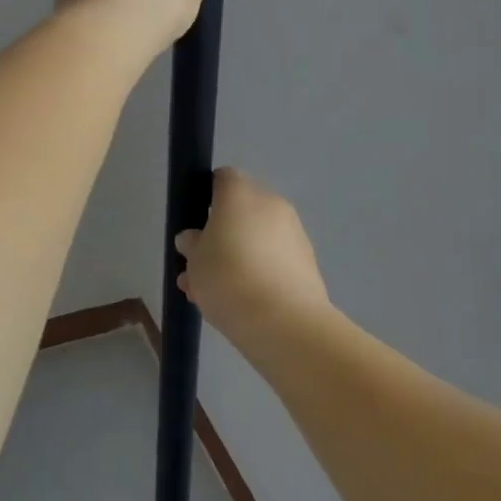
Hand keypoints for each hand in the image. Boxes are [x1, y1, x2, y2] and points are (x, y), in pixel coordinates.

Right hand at [175, 169, 330, 350]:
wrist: (283, 322)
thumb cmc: (227, 278)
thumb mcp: (193, 261)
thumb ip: (192, 244)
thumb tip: (195, 238)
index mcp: (240, 195)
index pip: (223, 179)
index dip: (207, 196)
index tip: (196, 224)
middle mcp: (272, 205)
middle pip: (241, 212)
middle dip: (221, 236)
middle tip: (200, 267)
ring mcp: (294, 234)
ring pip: (256, 239)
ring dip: (237, 258)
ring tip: (213, 295)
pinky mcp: (307, 263)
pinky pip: (274, 260)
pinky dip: (258, 273)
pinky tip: (240, 304)